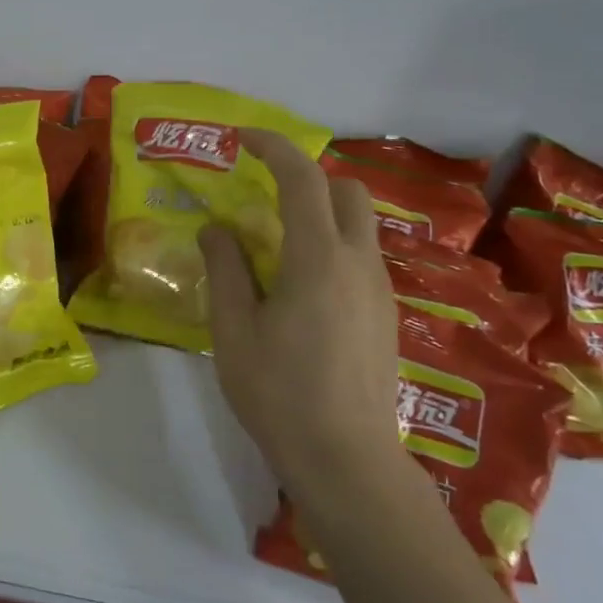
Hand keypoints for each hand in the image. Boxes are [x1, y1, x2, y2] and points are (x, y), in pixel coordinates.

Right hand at [199, 128, 402, 502]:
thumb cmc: (279, 394)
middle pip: (346, 191)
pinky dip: (331, 246)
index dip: (274, 147)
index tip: (243, 139)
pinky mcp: (386, 316)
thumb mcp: (234, 330)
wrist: (348, 463)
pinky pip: (360, 257)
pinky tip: (301, 287)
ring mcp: (380, 290)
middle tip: (264, 194)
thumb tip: (216, 228)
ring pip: (358, 225)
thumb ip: (226, 269)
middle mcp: (359, 263)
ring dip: (320, 213)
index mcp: (318, 259)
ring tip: (275, 244)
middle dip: (308, 177)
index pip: (303, 179)